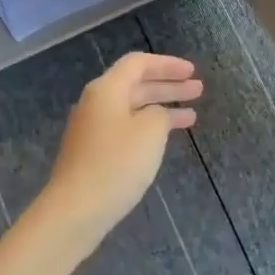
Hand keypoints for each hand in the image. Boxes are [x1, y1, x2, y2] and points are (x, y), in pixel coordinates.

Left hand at [36, 51, 202, 256]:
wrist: (76, 210)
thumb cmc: (116, 164)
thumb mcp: (150, 132)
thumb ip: (159, 114)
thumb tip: (155, 115)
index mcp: (106, 90)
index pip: (138, 64)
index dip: (167, 65)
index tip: (192, 72)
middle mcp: (96, 103)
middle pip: (136, 85)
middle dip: (168, 86)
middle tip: (198, 90)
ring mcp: (92, 130)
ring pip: (133, 109)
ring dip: (162, 108)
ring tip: (192, 117)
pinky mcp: (93, 153)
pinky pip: (126, 129)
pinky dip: (149, 128)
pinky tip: (164, 139)